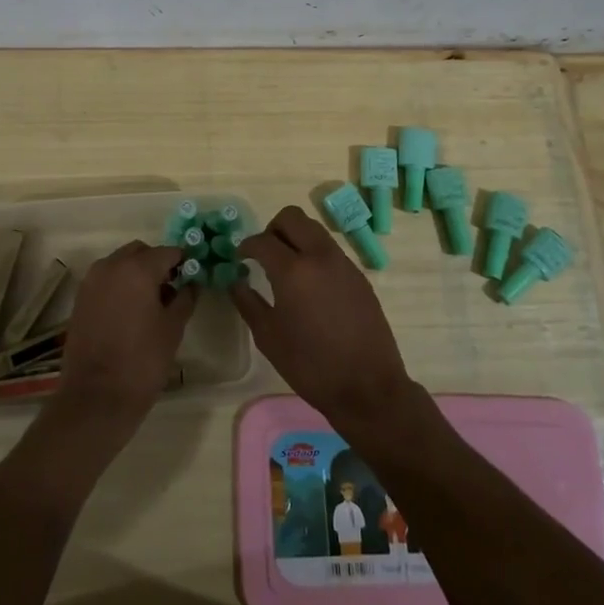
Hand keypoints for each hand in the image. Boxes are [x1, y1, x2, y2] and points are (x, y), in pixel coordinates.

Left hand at [53, 240, 195, 436]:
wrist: (96, 397)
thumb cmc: (142, 361)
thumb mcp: (173, 328)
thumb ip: (185, 298)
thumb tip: (191, 283)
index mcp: (137, 268)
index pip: (168, 252)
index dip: (184, 262)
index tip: (193, 276)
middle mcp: (111, 265)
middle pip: (141, 252)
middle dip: (157, 264)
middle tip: (172, 289)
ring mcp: (92, 281)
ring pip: (121, 263)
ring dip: (137, 273)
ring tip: (151, 303)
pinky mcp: (80, 298)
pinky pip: (106, 279)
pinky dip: (120, 285)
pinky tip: (130, 312)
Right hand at [232, 206, 416, 436]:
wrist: (368, 387)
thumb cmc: (311, 366)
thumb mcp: (269, 337)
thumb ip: (247, 302)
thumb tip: (235, 281)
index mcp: (293, 270)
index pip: (262, 240)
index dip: (246, 246)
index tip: (240, 258)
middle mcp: (319, 256)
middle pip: (292, 217)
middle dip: (272, 229)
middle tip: (264, 254)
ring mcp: (343, 263)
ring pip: (314, 230)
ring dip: (295, 238)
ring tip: (286, 268)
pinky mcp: (359, 276)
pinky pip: (330, 250)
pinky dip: (314, 254)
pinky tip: (310, 286)